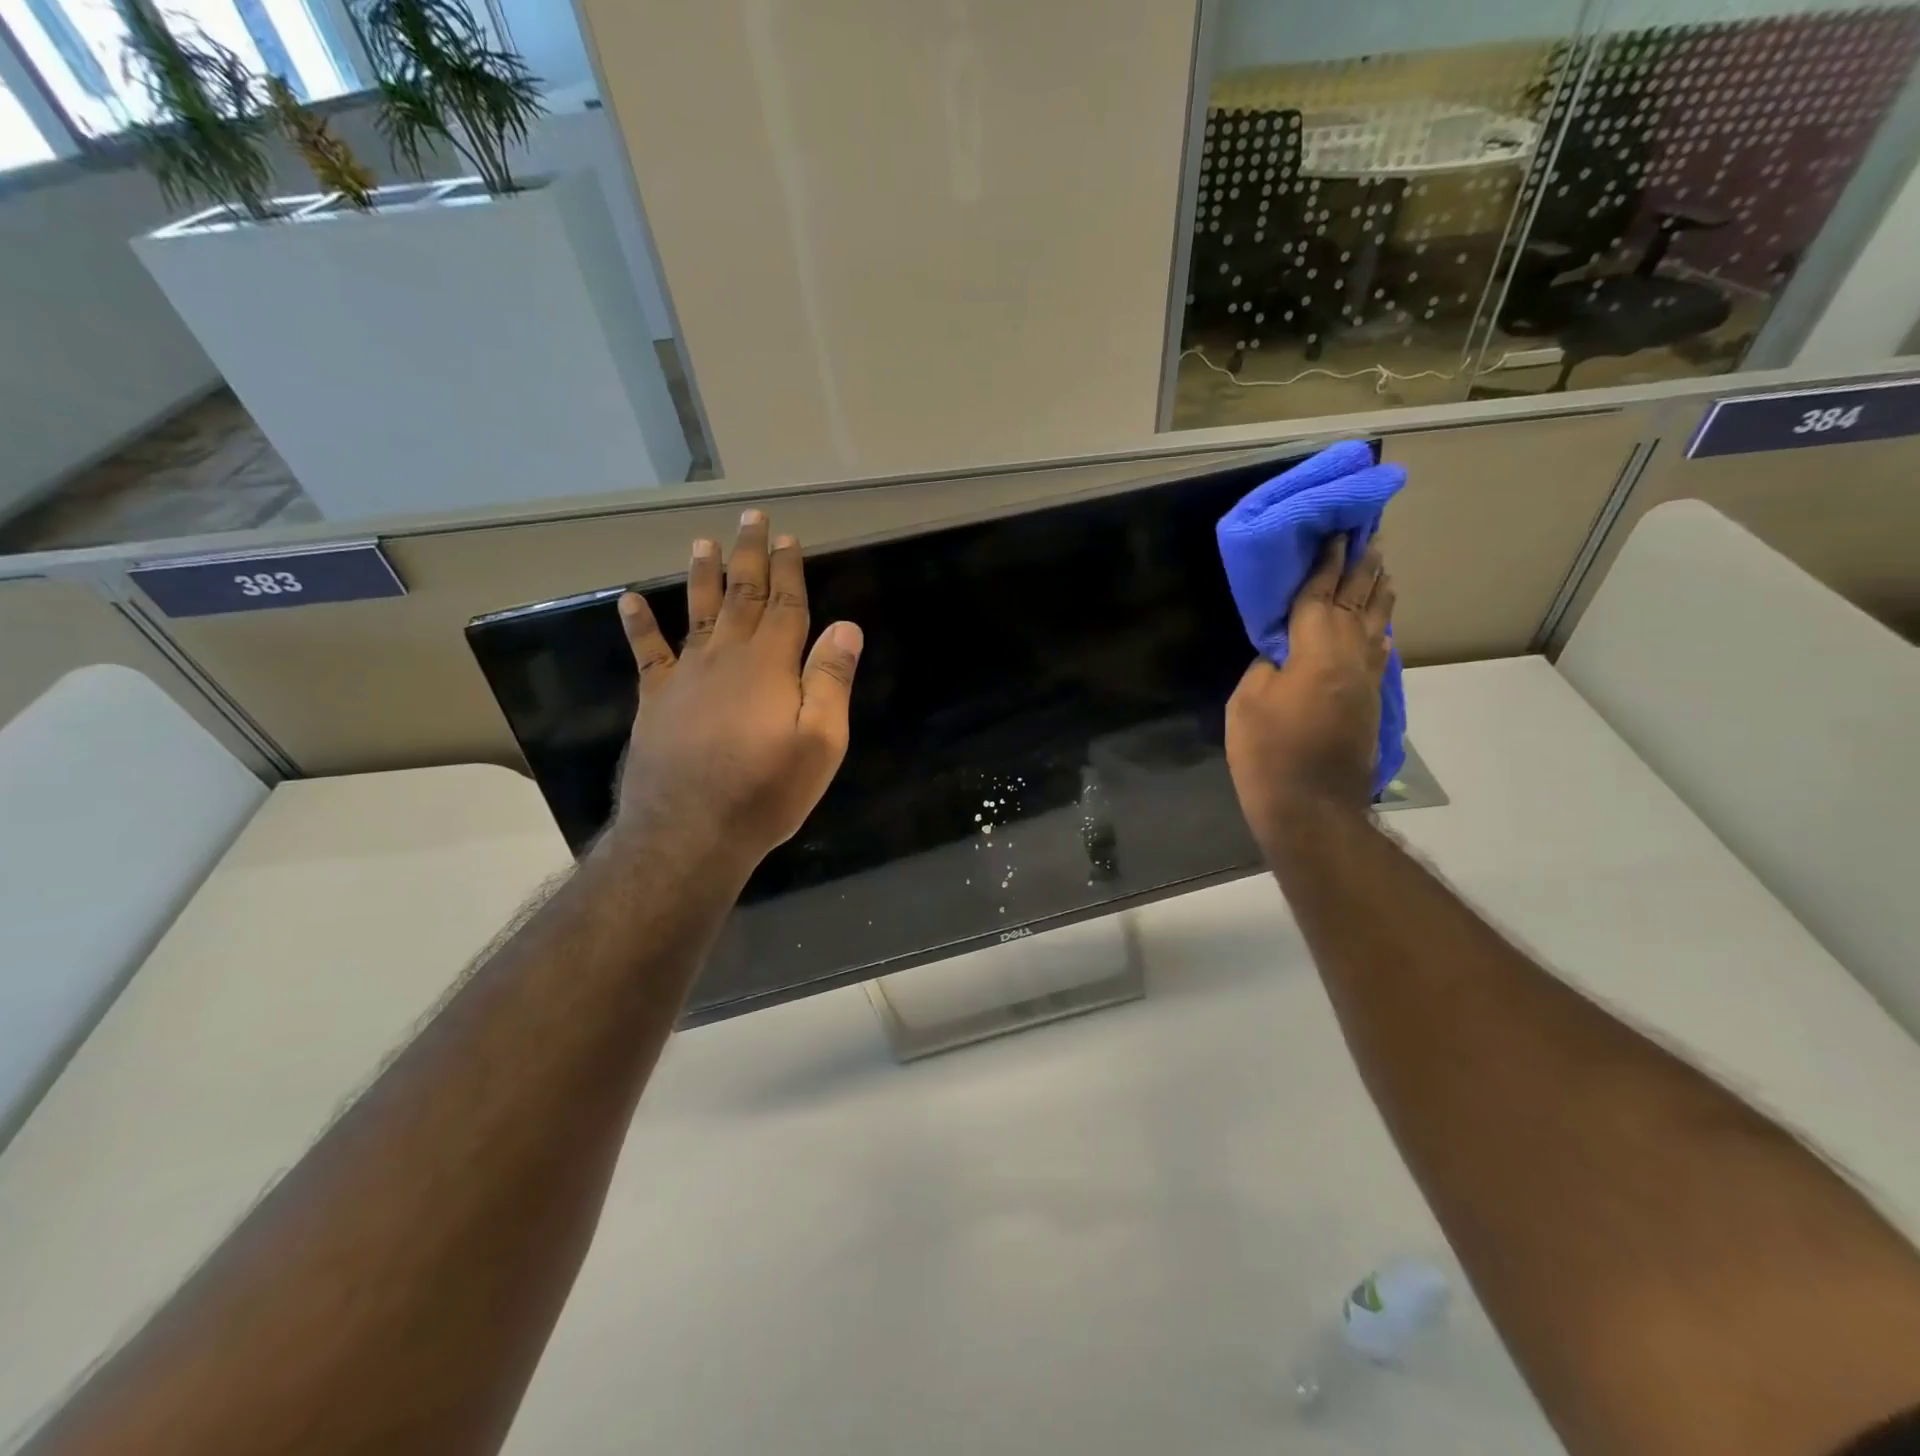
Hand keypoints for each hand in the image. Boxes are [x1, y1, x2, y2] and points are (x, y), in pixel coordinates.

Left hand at [612, 510, 862, 876]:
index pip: (786, 605)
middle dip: (749, 555)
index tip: (789, 538)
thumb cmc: (766, 791)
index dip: (789, 570)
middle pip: (742, 596)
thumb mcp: (820, 743)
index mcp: (770, 665)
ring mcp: (686, 676)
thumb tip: (846, 626)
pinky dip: (639, 625)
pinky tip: (630, 600)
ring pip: (697, 611)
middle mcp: (726, 657)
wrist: (689, 831)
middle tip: (751, 518)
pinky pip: (647, 652)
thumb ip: (830, 681)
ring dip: (702, 574)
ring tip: (703, 541)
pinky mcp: (656, 699)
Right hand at [1226, 535, 1393, 850]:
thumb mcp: (1246, 702)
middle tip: (1371, 537)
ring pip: (1375, 625)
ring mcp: (1365, 679)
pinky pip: (1377, 651)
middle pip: (1358, 602)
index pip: (1321, 595)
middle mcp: (1349, 656)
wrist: (1311, 806)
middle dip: (1362, 568)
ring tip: (1383, 569)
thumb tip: (1282, 654)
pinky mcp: (1370, 701)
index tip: (1337, 533)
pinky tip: (1380, 626)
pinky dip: (1379, 630)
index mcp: (1316, 650)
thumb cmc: (1268, 752)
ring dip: (1378, 594)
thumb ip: (1265, 666)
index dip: (1326, 564)